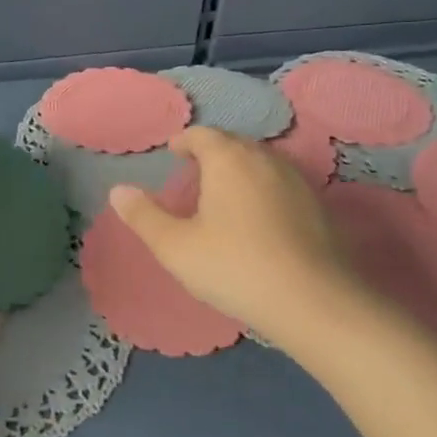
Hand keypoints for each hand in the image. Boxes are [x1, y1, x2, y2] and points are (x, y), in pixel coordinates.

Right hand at [107, 126, 356, 341]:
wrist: (315, 302)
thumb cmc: (235, 267)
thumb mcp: (176, 247)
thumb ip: (144, 216)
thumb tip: (118, 190)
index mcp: (228, 159)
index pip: (203, 134)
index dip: (184, 141)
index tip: (173, 153)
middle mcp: (264, 158)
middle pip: (233, 143)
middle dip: (211, 152)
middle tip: (193, 172)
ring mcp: (297, 180)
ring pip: (260, 162)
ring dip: (239, 169)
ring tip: (223, 193)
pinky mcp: (318, 205)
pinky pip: (281, 183)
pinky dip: (262, 188)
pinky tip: (258, 218)